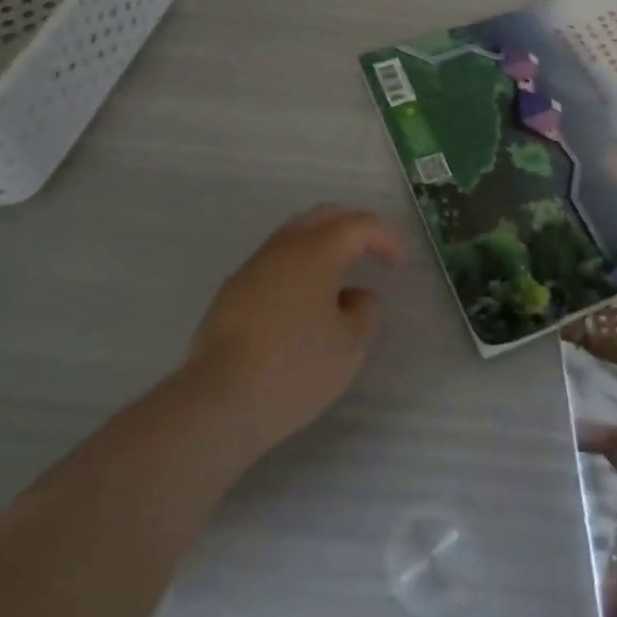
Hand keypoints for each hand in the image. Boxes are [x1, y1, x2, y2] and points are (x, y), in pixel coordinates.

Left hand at [184, 205, 401, 458]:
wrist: (218, 400)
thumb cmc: (295, 368)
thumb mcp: (350, 345)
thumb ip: (365, 310)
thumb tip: (356, 294)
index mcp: (319, 249)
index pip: (360, 225)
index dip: (385, 238)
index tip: (398, 263)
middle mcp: (286, 245)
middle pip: (325, 217)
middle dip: (353, 228)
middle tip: (371, 253)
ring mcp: (255, 264)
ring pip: (295, 235)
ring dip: (322, 245)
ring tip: (338, 276)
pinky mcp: (233, 289)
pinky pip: (275, 261)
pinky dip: (298, 266)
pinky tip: (302, 300)